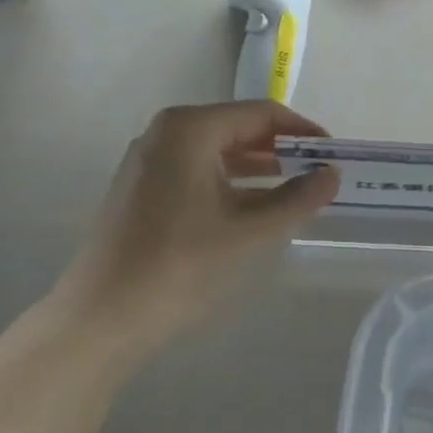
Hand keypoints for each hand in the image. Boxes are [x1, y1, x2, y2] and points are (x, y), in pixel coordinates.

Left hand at [57, 100, 340, 330]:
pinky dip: (232, 182)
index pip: (261, 114)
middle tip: (319, 173)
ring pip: (220, 151)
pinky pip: (200, 170)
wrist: (100, 318)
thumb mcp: (249, 232)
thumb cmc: (179, 265)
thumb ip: (297, 200)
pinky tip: (256, 208)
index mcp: (191, 128)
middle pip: (239, 128)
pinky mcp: (143, 188)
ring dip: (259, 167)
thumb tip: (332, 175)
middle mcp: (167, 132)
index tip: (332, 154)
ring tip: (297, 191)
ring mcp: (150, 160)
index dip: (302, 131)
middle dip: (282, 149)